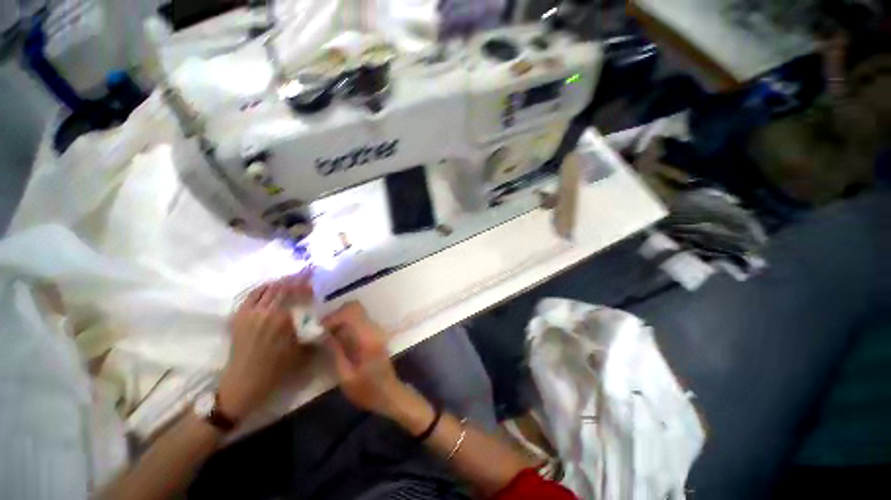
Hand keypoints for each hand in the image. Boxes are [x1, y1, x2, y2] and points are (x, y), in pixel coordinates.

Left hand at [219, 274, 313, 419]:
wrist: (243, 382)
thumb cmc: (276, 368)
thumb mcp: (301, 350)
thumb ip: (312, 330)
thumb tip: (325, 318)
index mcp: (281, 318)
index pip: (294, 292)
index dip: (304, 282)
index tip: (313, 275)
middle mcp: (264, 311)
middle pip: (280, 287)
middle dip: (294, 277)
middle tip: (305, 272)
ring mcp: (249, 313)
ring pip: (266, 289)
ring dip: (280, 281)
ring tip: (290, 278)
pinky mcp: (239, 316)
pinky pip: (251, 295)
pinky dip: (262, 288)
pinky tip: (270, 288)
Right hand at [322, 302, 411, 418]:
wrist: (390, 393)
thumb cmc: (367, 390)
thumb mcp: (346, 377)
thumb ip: (336, 352)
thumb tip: (324, 335)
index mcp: (368, 338)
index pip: (352, 312)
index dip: (334, 316)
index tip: (320, 328)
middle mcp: (374, 329)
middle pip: (355, 308)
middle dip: (336, 315)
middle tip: (322, 330)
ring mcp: (377, 330)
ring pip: (357, 312)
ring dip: (341, 319)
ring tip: (327, 335)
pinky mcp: (376, 334)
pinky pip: (360, 320)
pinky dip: (347, 324)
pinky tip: (338, 339)